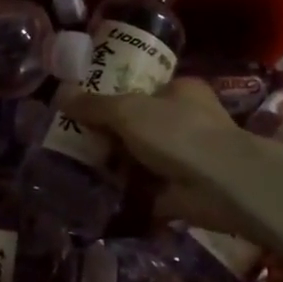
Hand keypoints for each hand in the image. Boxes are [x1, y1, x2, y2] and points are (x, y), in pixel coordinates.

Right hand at [63, 78, 247, 188]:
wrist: (221, 185)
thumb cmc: (177, 132)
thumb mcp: (128, 111)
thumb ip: (94, 105)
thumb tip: (61, 94)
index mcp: (181, 90)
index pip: (145, 88)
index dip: (116, 95)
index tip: (87, 106)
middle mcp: (187, 120)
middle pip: (141, 123)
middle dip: (112, 133)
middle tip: (75, 137)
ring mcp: (186, 157)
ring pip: (142, 157)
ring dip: (117, 164)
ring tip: (77, 166)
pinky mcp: (182, 190)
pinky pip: (146, 189)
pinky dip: (127, 193)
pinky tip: (97, 193)